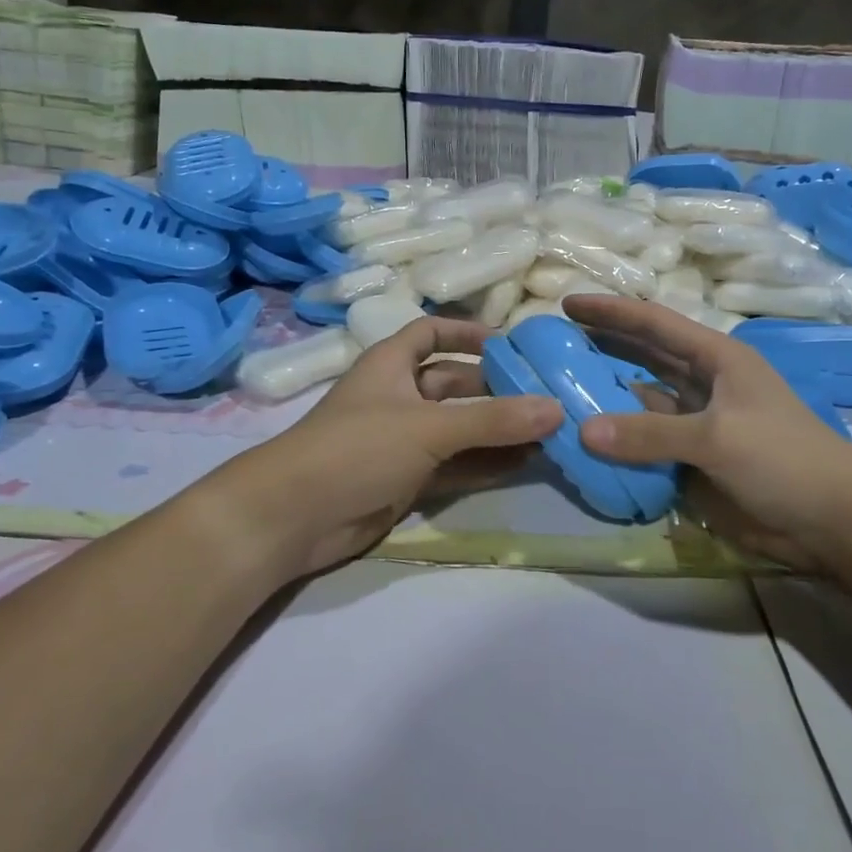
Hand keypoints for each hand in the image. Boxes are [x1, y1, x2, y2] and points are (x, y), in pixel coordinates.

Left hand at [206, 317, 563, 582]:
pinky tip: (525, 464)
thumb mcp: (429, 427)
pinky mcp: (406, 481)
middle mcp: (398, 397)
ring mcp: (402, 442)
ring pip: (458, 429)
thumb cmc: (357, 448)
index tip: (510, 345)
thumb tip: (556, 409)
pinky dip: (485, 464)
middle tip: (547, 396)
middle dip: (496, 390)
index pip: (430, 334)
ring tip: (548, 432)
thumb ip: (493, 420)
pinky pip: (455, 466)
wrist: (294, 517)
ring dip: (497, 431)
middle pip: (454, 385)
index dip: (466, 334)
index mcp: (391, 365)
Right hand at [565, 295, 851, 571]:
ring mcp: (696, 424)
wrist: (832, 521)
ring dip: (606, 395)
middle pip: (644, 357)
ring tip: (557, 387)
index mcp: (717, 359)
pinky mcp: (691, 460)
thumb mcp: (717, 438)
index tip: (567, 304)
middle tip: (553, 342)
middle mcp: (703, 384)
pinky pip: (645, 443)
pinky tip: (585, 438)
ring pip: (640, 402)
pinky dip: (618, 440)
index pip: (654, 325)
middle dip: (603, 347)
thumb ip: (649, 434)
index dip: (611, 312)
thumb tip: (583, 432)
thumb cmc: (784, 459)